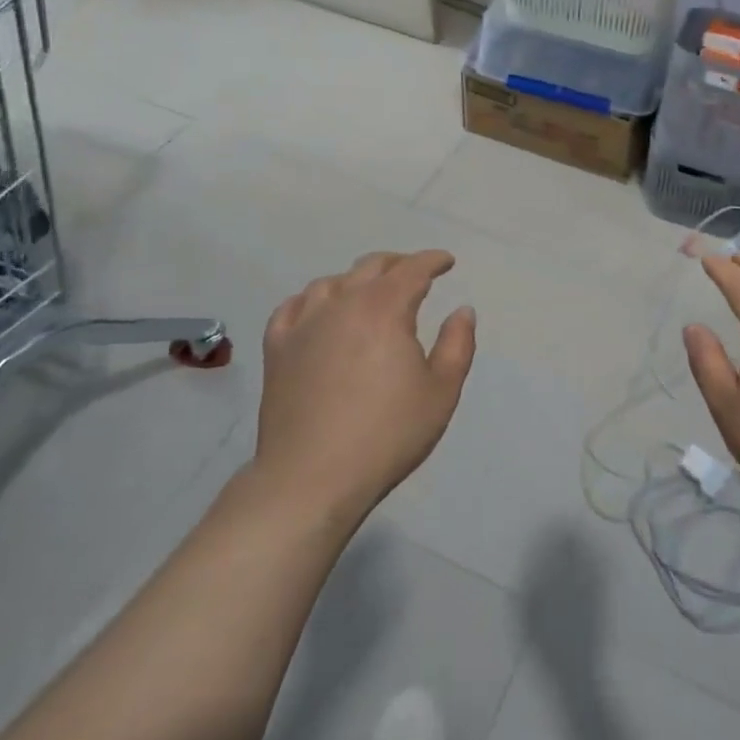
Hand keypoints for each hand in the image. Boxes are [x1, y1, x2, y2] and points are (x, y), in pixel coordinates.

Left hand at [254, 250, 475, 524]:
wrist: (311, 478)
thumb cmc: (387, 435)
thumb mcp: (441, 392)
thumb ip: (457, 344)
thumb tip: (462, 310)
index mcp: (385, 309)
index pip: (412, 269)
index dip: (433, 260)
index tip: (447, 262)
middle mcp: (342, 304)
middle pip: (371, 267)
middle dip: (398, 264)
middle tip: (415, 273)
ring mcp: (304, 324)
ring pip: (331, 282)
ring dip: (357, 279)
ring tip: (369, 292)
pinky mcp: (277, 348)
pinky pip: (293, 307)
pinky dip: (313, 299)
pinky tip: (319, 309)